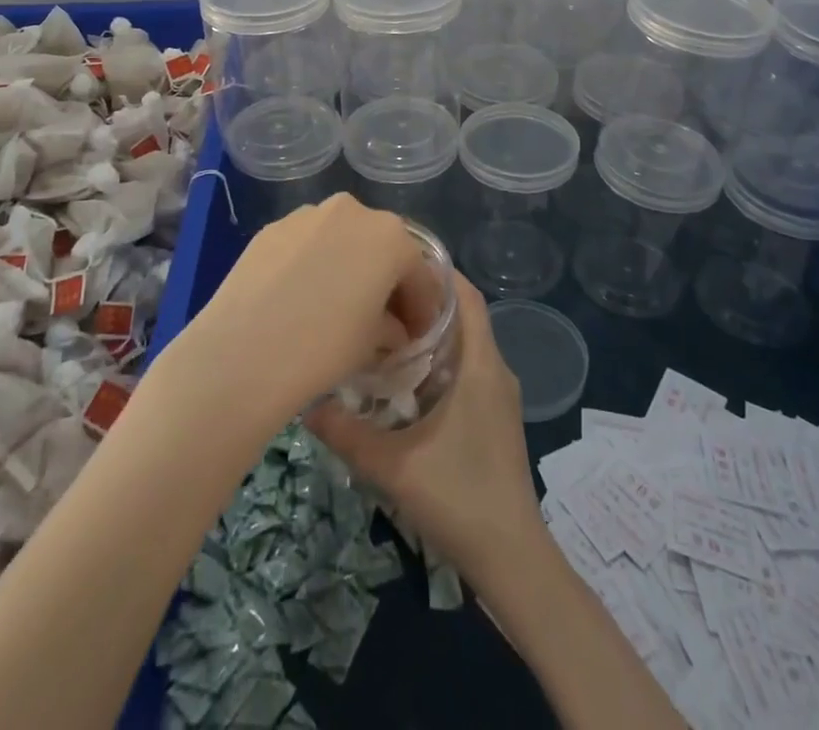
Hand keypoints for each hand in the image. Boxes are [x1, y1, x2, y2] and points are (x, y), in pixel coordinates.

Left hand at [162, 194, 435, 430]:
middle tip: (382, 319)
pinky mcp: (273, 227)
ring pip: (341, 239)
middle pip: (381, 247)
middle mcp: (353, 211)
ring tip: (337, 306)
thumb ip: (392, 327)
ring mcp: (308, 214)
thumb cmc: (325, 347)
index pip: (419, 274)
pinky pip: (307, 244)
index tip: (417, 336)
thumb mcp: (374, 344)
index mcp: (391, 236)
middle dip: (386, 280)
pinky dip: (313, 264)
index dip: (422, 308)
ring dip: (348, 266)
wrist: (243, 352)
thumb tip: (391, 328)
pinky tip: (302, 298)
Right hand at [305, 274, 545, 593]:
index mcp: (481, 364)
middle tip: (377, 294)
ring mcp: (498, 395)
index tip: (398, 260)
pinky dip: (439, 359)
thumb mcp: (394, 465)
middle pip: (463, 315)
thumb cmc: (460, 497)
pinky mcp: (494, 418)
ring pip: (465, 344)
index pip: (466, 296)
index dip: (438, 271)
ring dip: (431, 332)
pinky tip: (405, 378)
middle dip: (424, 300)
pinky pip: (467, 369)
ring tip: (383, 328)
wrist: (511, 558)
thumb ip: (347, 434)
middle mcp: (494, 369)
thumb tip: (306, 404)